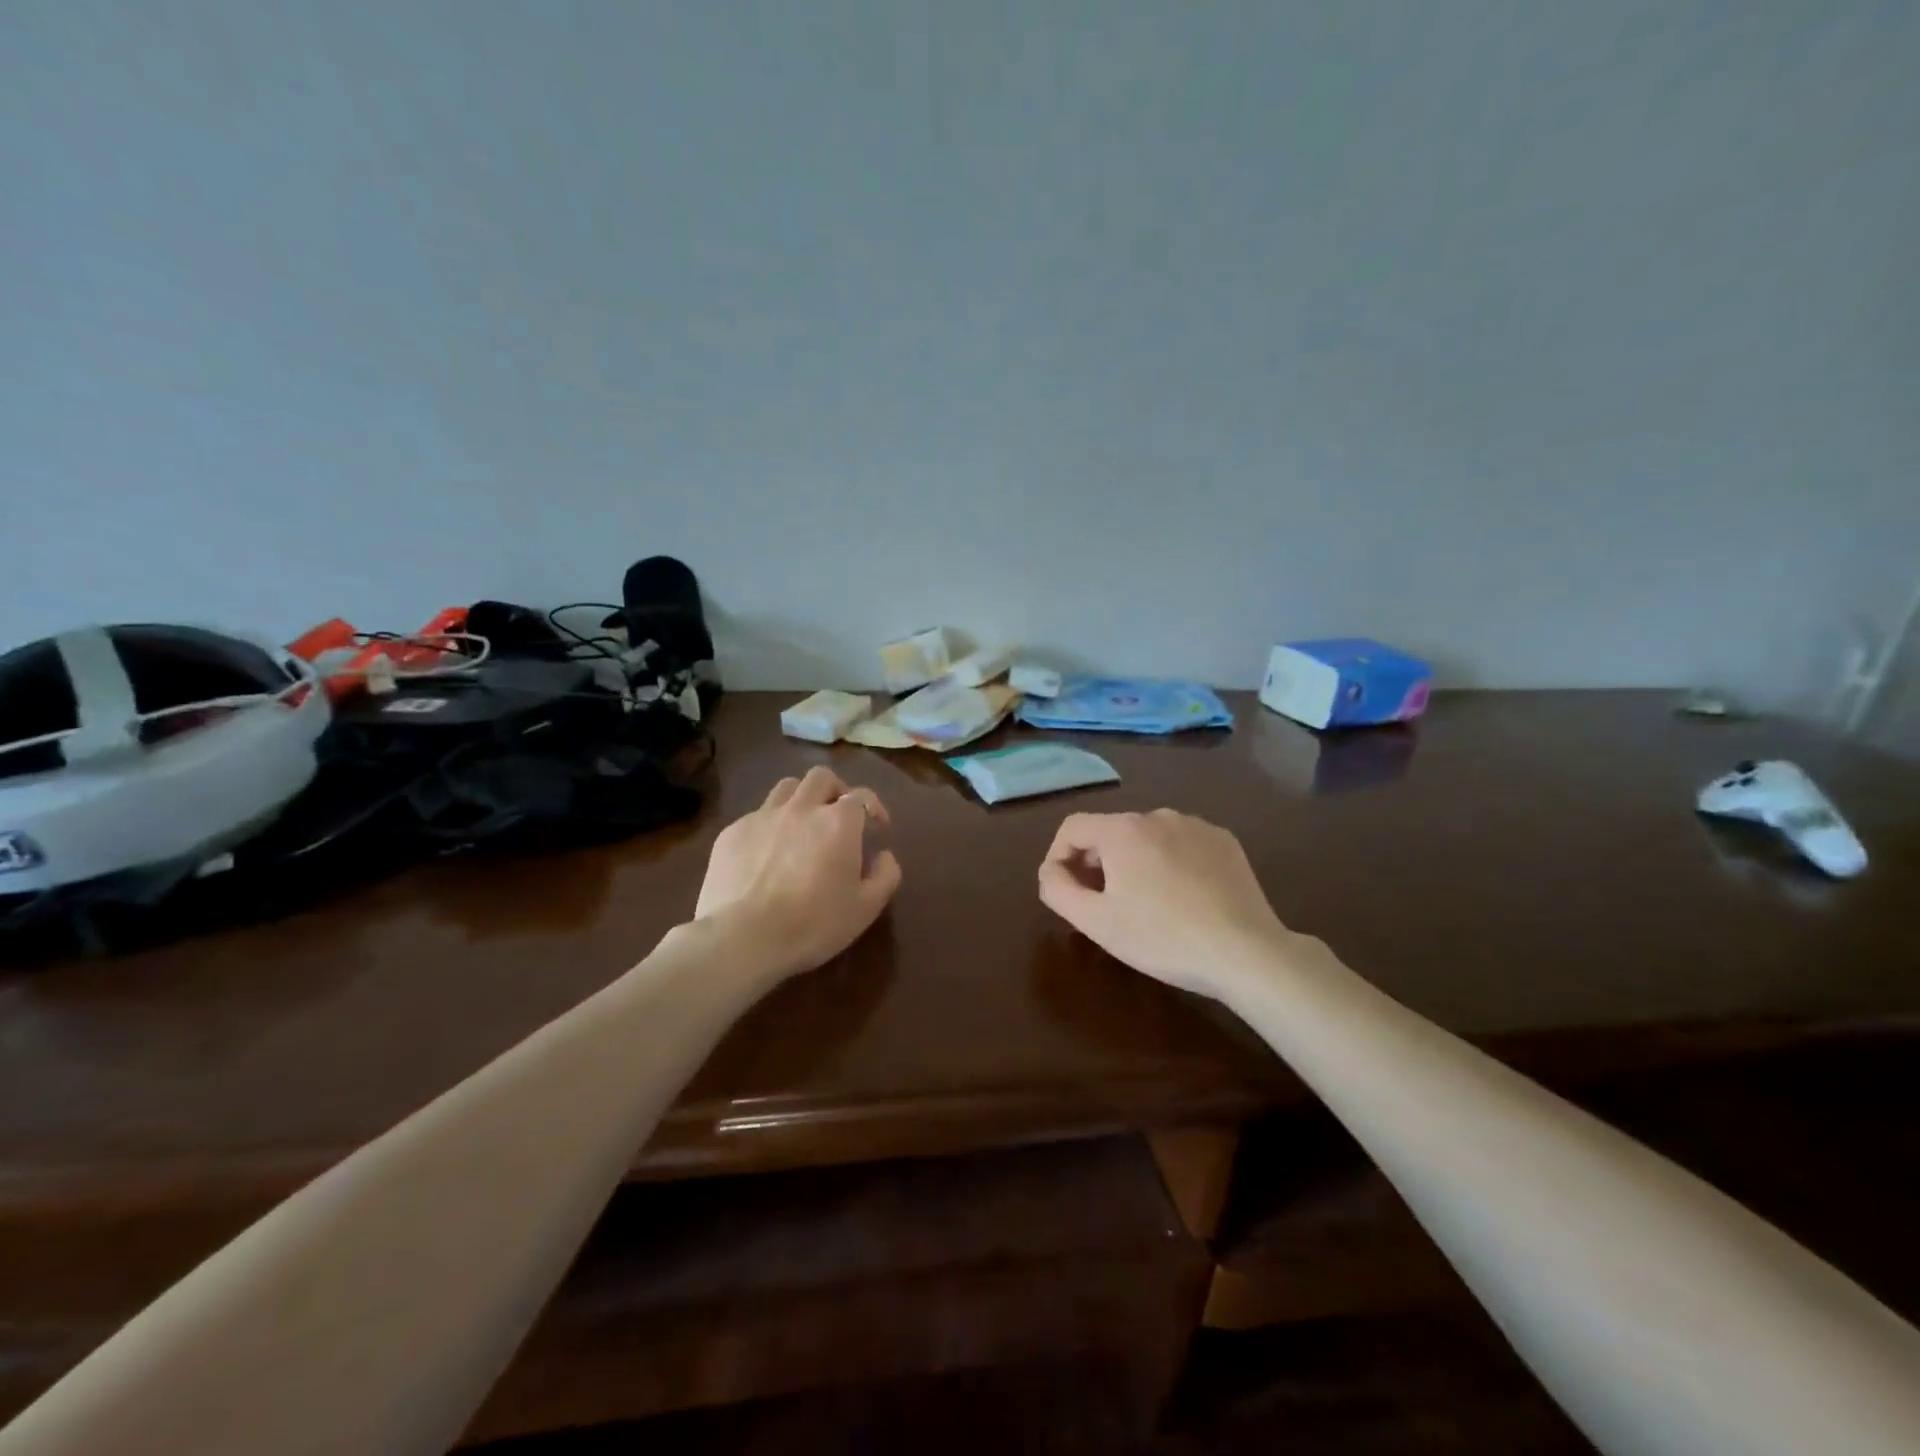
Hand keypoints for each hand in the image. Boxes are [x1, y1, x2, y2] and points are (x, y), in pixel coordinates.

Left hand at [695, 766, 901, 979]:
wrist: (743, 938)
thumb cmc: (813, 924)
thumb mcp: (865, 909)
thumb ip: (885, 876)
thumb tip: (885, 856)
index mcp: (839, 822)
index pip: (862, 796)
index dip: (874, 807)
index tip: (877, 827)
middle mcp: (802, 808)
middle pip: (822, 778)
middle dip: (835, 790)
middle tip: (838, 815)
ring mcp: (763, 816)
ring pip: (787, 787)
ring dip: (801, 798)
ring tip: (802, 824)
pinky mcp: (732, 832)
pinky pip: (756, 815)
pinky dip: (769, 825)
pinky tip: (766, 852)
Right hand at [1037, 810, 1291, 998]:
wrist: (1245, 952)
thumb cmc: (1162, 938)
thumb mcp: (1096, 922)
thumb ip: (1057, 889)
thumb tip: (1050, 870)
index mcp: (1122, 829)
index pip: (1072, 827)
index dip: (1058, 856)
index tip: (1064, 890)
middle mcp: (1157, 815)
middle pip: (1110, 832)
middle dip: (1097, 862)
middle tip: (1103, 904)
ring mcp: (1195, 825)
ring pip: (1147, 838)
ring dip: (1134, 862)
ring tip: (1145, 903)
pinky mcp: (1224, 841)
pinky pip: (1181, 844)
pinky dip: (1170, 863)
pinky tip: (1182, 898)